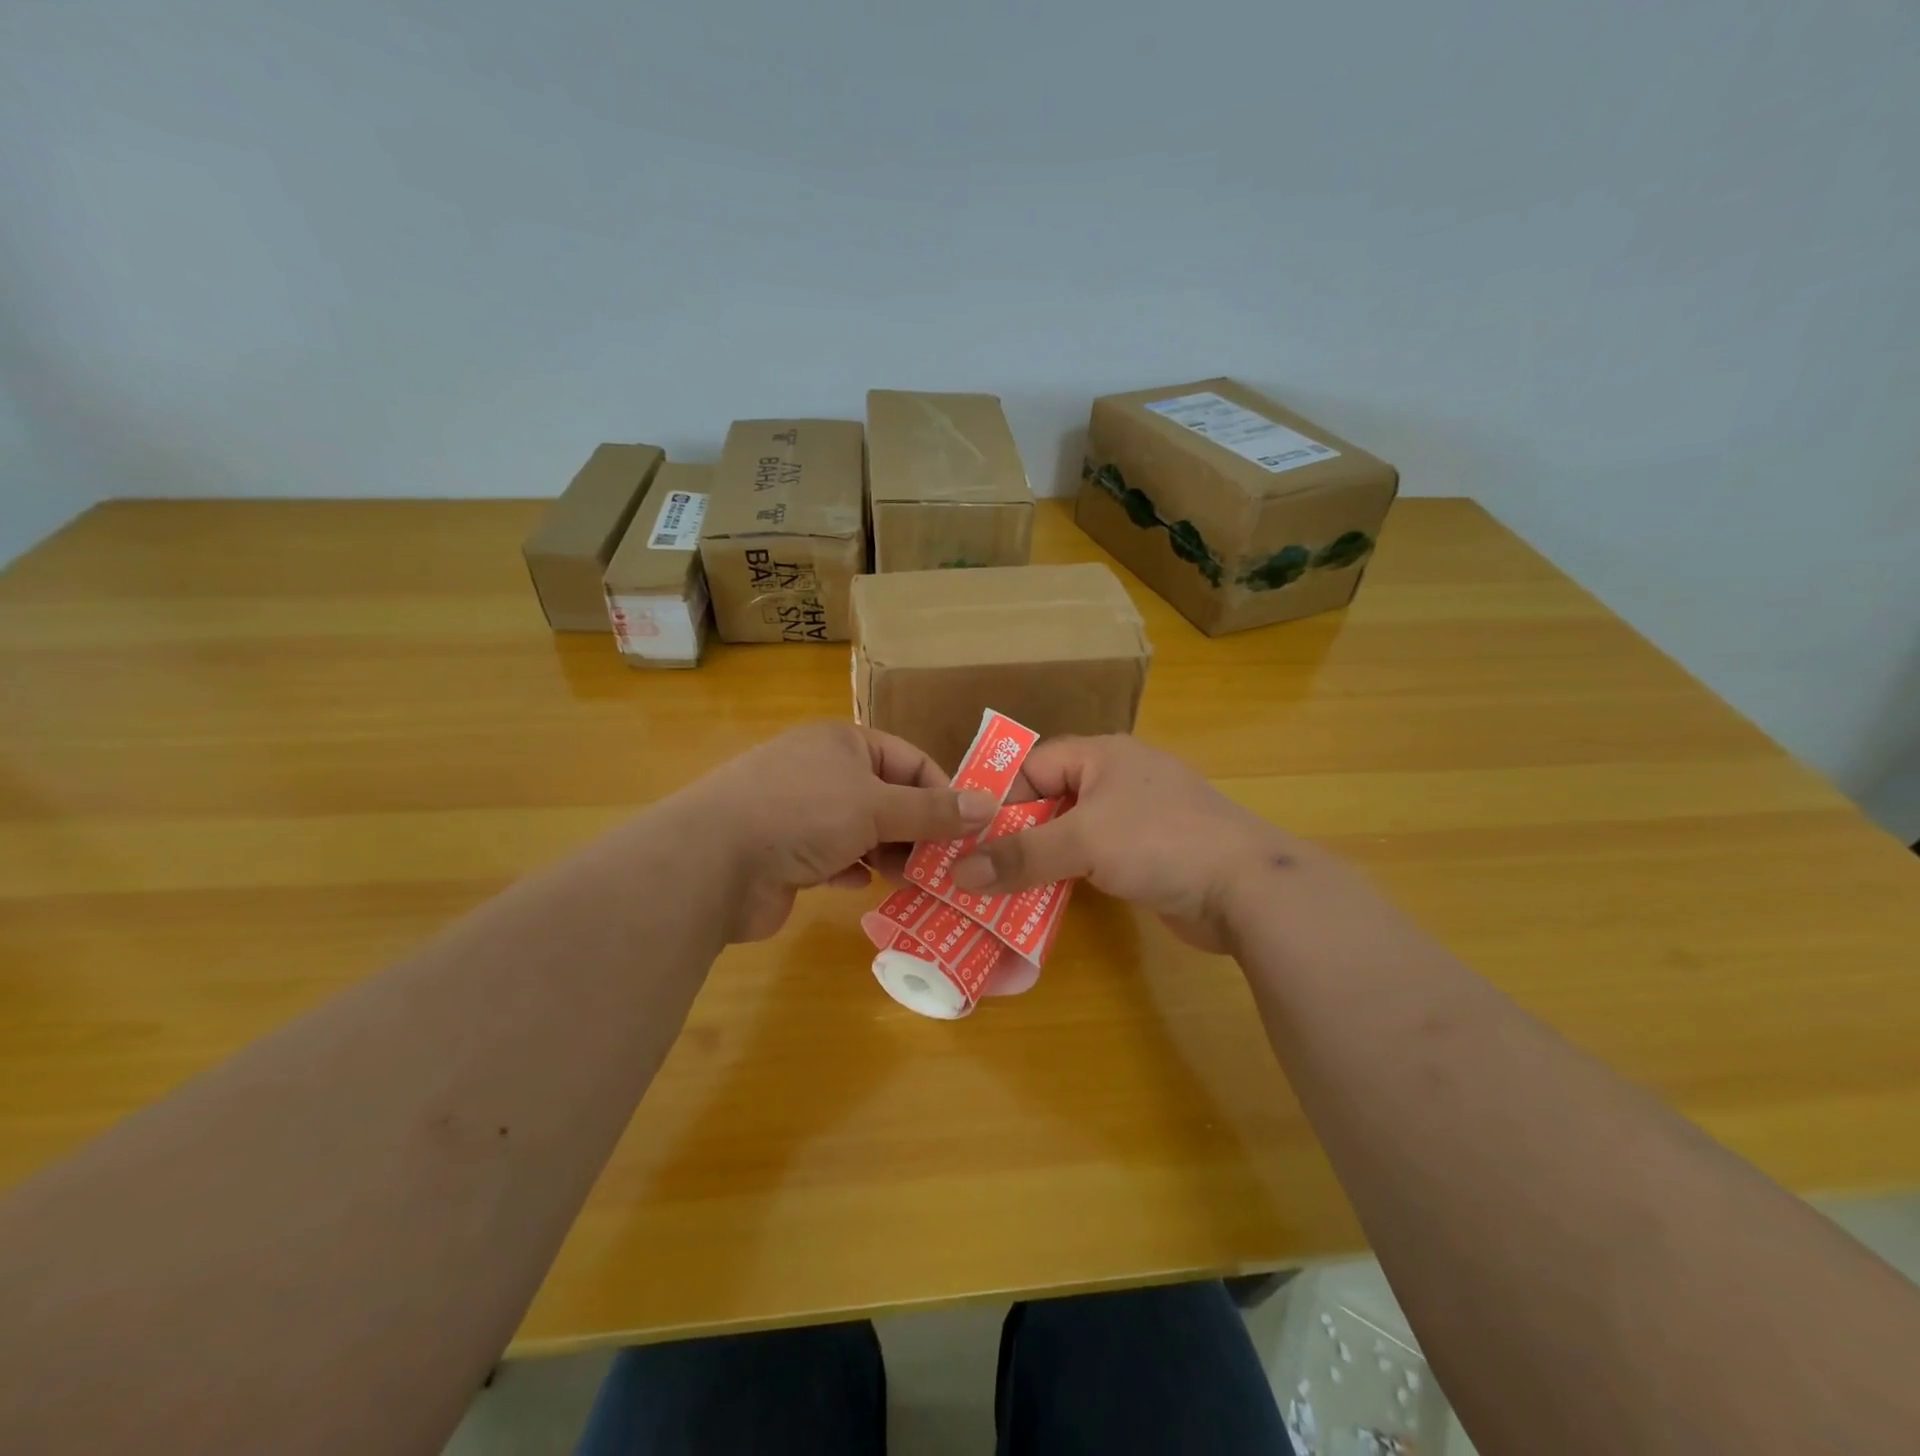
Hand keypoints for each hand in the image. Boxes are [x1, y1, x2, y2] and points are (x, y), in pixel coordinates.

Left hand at [679, 721, 997, 942]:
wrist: (711, 864)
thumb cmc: (801, 815)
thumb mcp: (876, 807)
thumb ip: (932, 810)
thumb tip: (990, 805)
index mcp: (843, 743)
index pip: (910, 761)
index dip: (943, 792)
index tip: (969, 831)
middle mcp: (822, 771)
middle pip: (888, 798)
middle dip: (918, 830)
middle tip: (948, 866)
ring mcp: (800, 813)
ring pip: (862, 831)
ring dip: (889, 854)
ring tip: (918, 882)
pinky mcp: (786, 853)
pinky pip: (834, 858)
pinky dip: (853, 871)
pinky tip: (864, 887)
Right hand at [949, 735, 1324, 952]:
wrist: (1246, 888)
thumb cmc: (1160, 843)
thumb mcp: (1082, 842)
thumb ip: (1020, 856)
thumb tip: (959, 873)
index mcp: (1102, 755)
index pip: (1033, 764)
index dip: (1000, 797)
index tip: (969, 836)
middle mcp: (1118, 778)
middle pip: (1050, 798)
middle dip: (1015, 832)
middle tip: (977, 867)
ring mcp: (1137, 817)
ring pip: (1071, 831)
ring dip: (1040, 858)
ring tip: (1000, 889)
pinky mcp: (1149, 853)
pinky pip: (1095, 857)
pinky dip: (1069, 875)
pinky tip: (1045, 900)